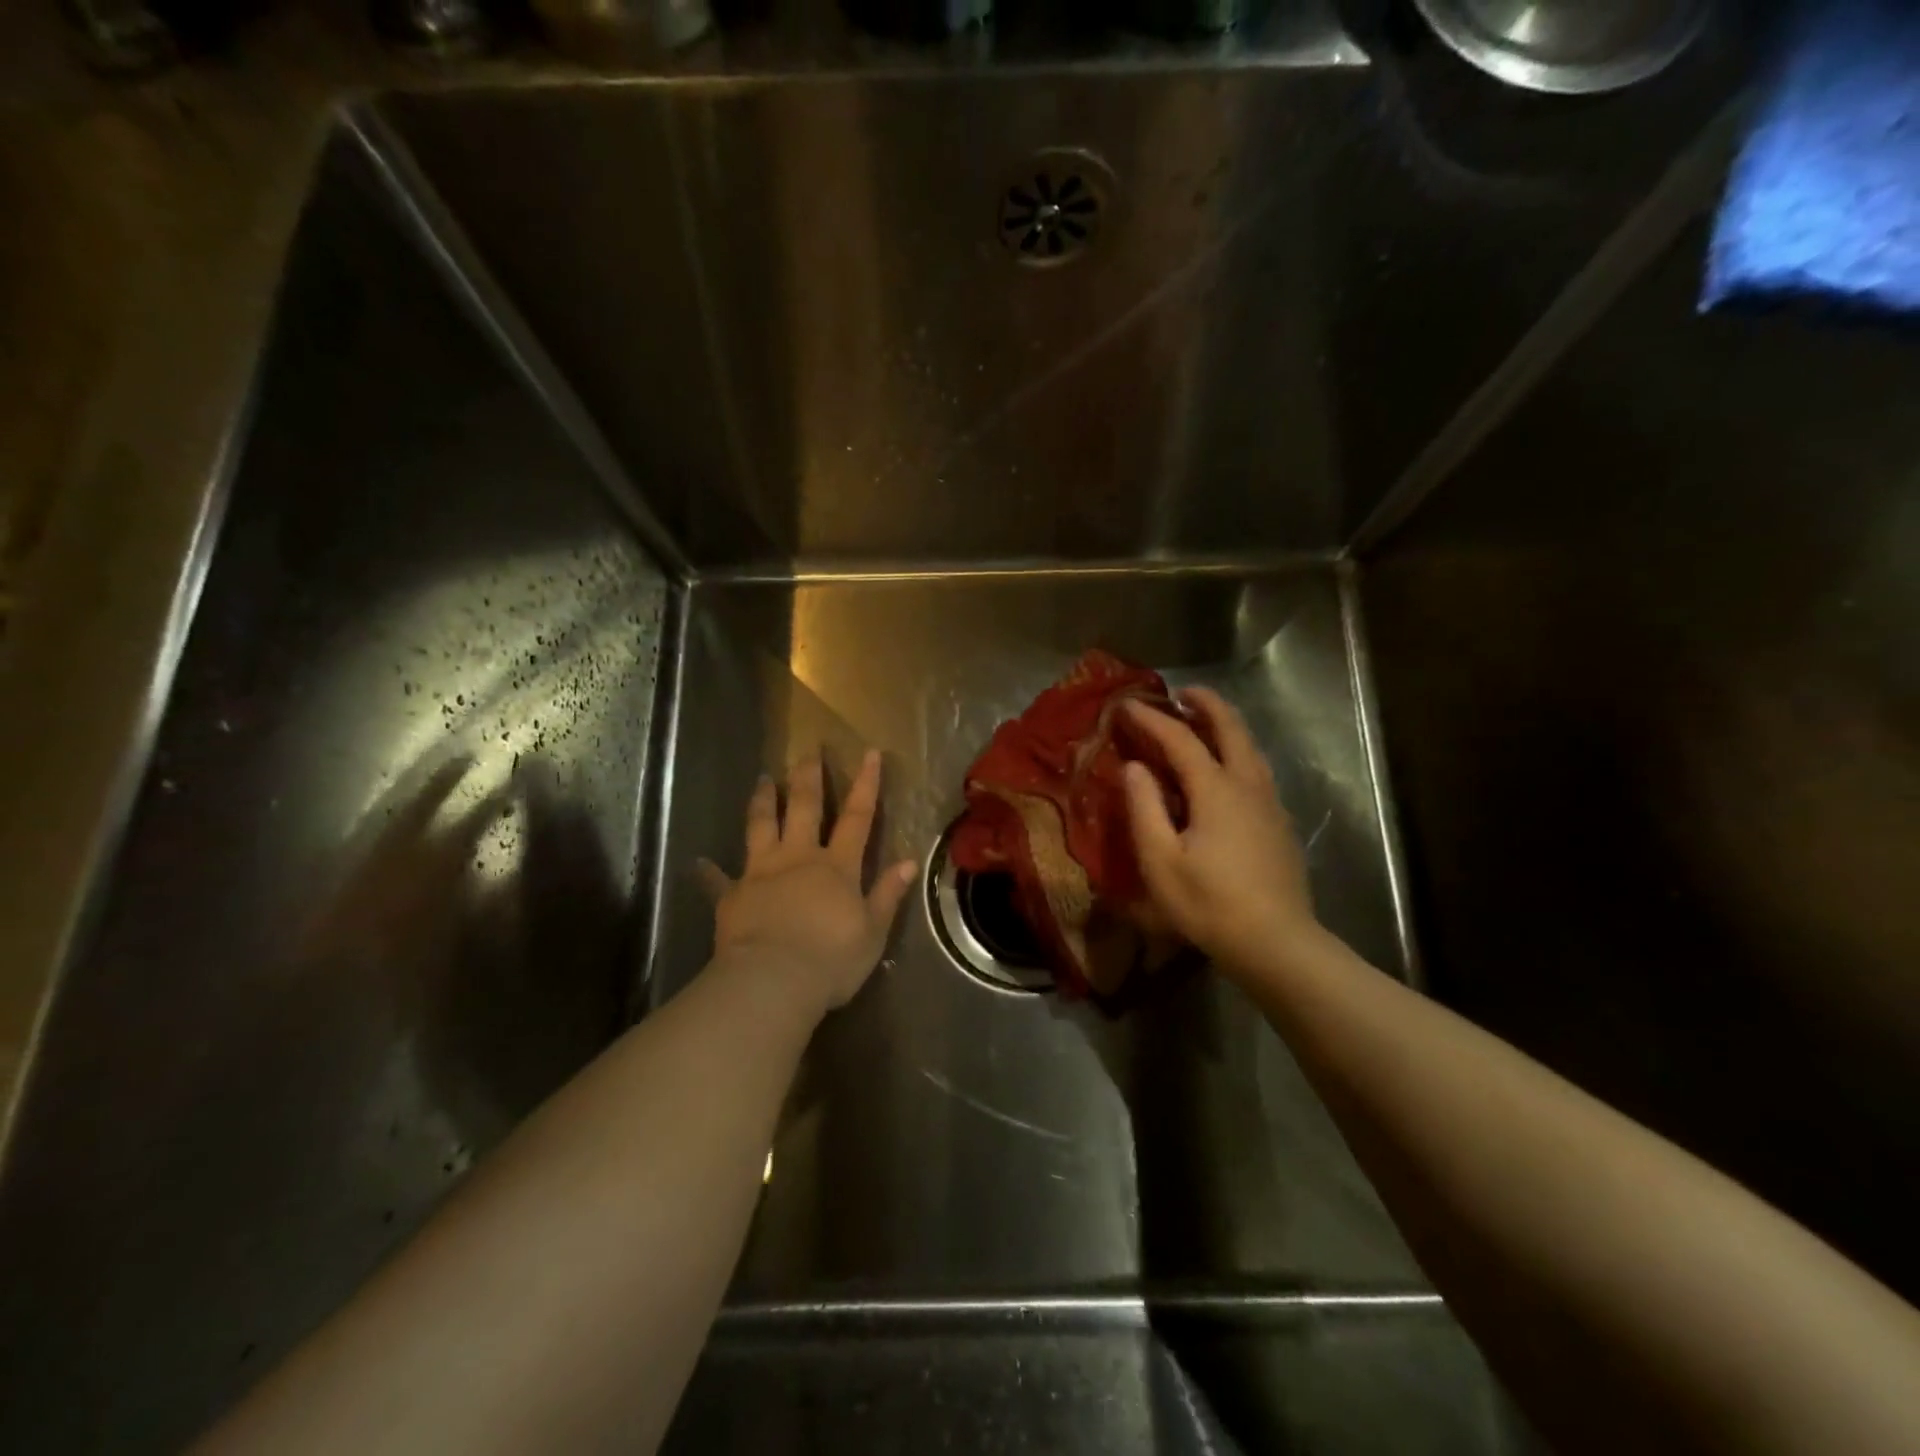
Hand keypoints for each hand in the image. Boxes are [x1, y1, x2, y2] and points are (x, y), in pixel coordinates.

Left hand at [705, 750, 918, 1021]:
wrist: (773, 981)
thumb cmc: (831, 960)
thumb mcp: (872, 931)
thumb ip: (887, 894)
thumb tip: (909, 861)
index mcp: (836, 867)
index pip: (857, 817)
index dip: (866, 784)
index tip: (870, 753)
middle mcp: (798, 859)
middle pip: (804, 808)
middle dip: (808, 777)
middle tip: (807, 751)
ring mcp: (761, 873)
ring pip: (761, 827)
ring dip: (762, 801)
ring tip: (762, 779)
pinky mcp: (732, 896)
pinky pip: (718, 880)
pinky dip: (709, 872)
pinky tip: (699, 862)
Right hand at [1122, 689, 1320, 977]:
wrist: (1277, 944)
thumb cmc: (1210, 904)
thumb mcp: (1161, 860)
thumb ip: (1144, 808)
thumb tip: (1135, 768)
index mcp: (1216, 790)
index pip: (1180, 739)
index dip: (1152, 719)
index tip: (1127, 705)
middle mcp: (1248, 785)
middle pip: (1230, 728)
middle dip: (1206, 704)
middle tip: (1182, 692)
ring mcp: (1270, 804)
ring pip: (1250, 748)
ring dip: (1226, 726)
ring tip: (1203, 721)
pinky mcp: (1280, 824)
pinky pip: (1256, 770)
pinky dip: (1236, 752)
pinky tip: (1225, 771)